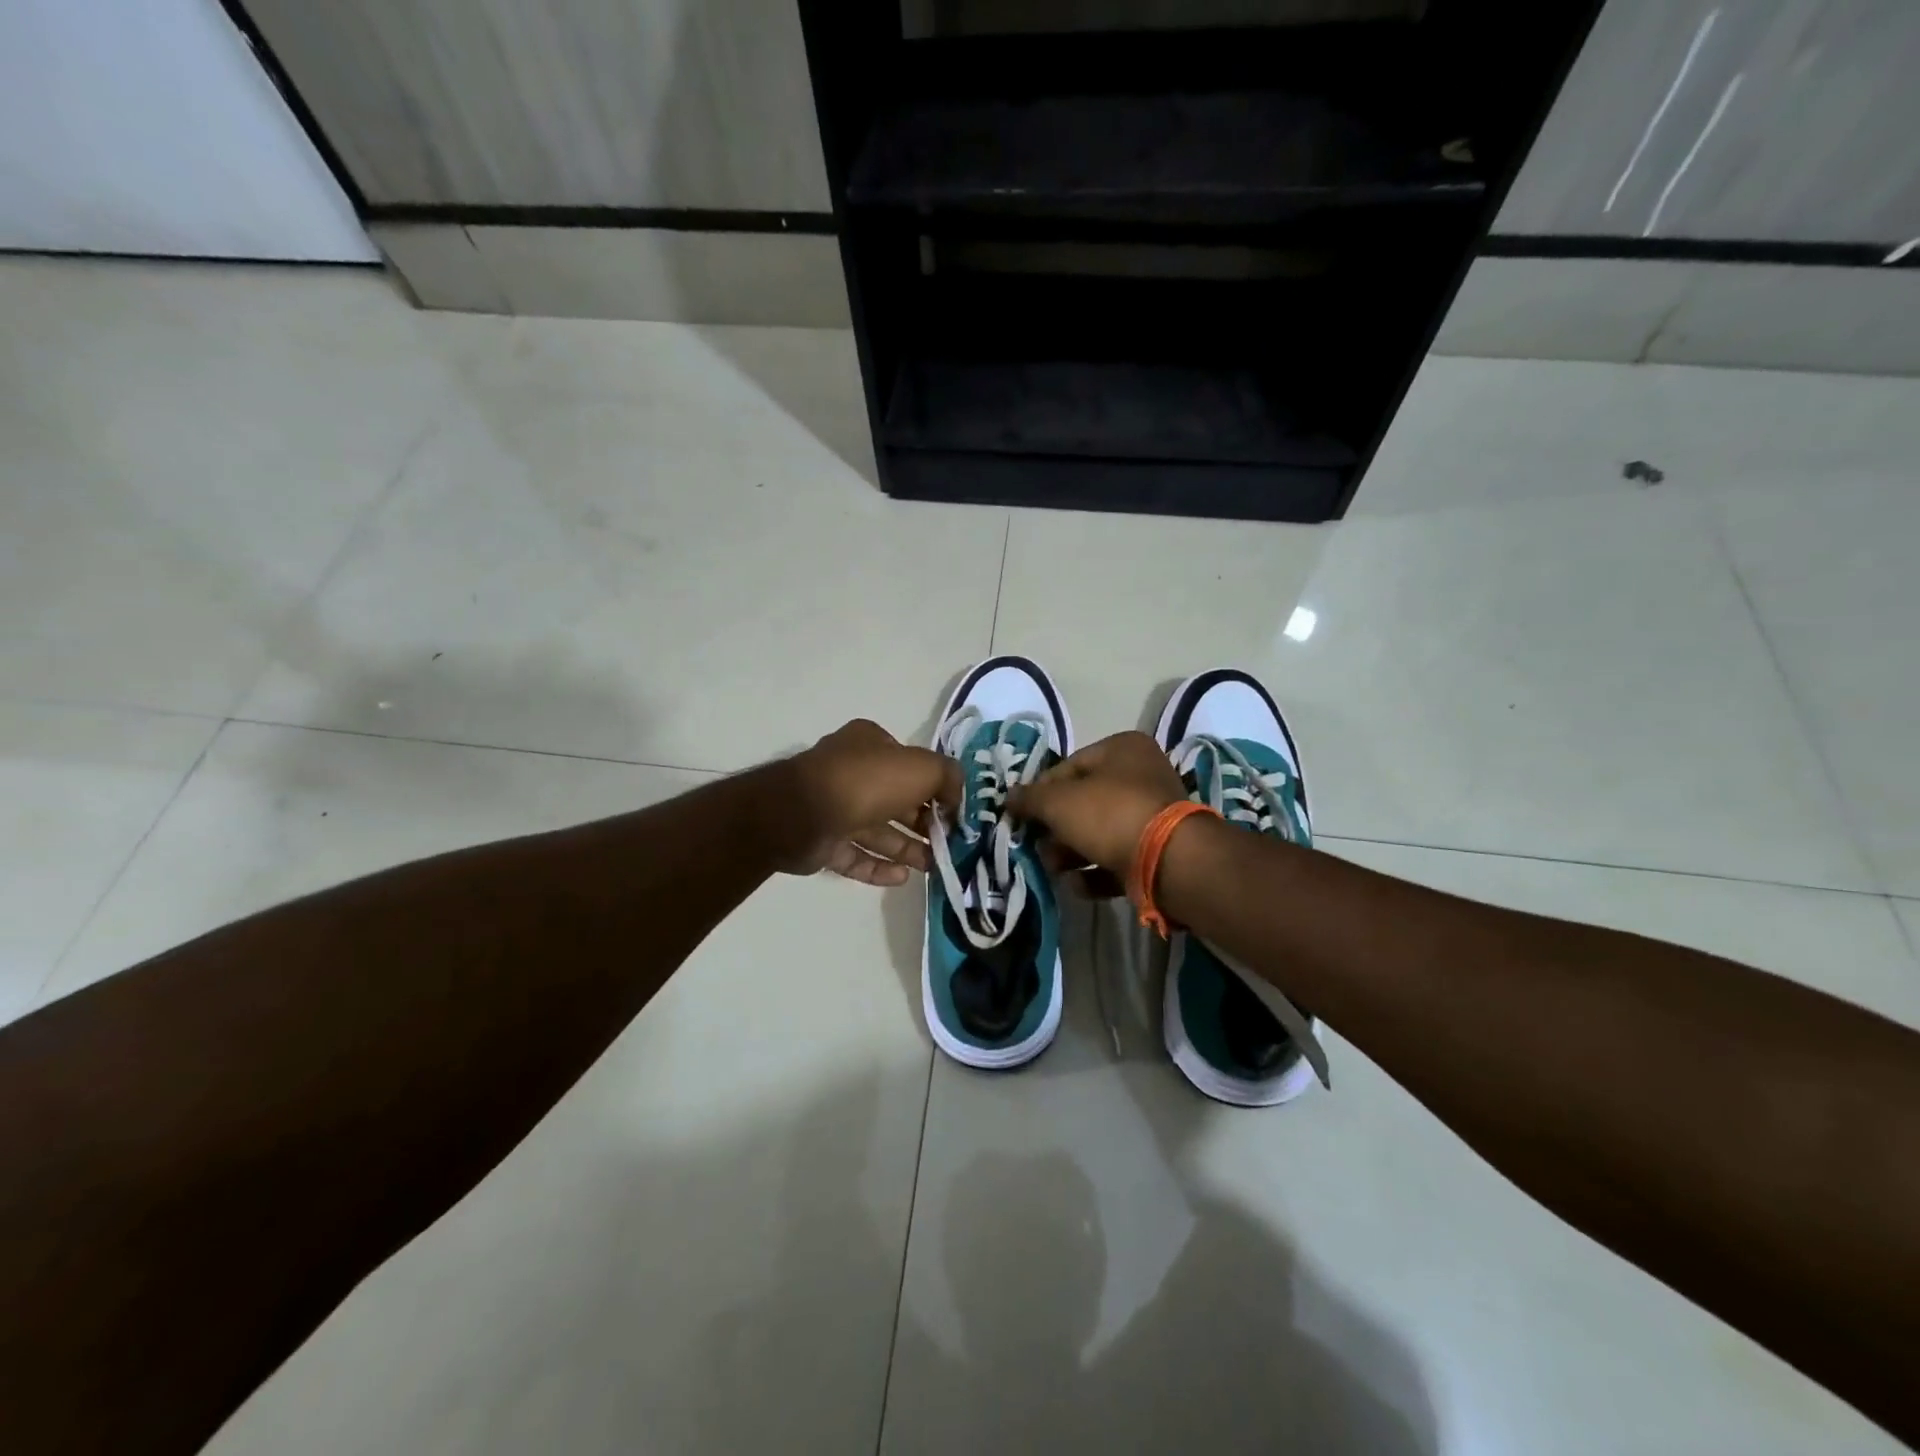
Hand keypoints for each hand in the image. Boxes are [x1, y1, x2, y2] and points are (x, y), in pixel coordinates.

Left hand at [780, 719, 960, 885]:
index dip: (935, 786)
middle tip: (950, 844)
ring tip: (935, 866)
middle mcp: (851, 772)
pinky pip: (856, 856)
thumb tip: (956, 798)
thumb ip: (948, 777)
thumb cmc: (867, 781)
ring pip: (878, 831)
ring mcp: (833, 808)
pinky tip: (904, 878)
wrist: (803, 813)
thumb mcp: (922, 767)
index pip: (909, 763)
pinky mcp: (822, 842)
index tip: (955, 811)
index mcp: (870, 744)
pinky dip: (880, 867)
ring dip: (907, 848)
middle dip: (924, 823)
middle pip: (896, 800)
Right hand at [1007, 731, 1186, 887]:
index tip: (1022, 816)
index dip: (1041, 792)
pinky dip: (1095, 873)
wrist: (1168, 861)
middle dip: (1056, 829)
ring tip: (1054, 869)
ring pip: (1099, 832)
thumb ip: (1030, 799)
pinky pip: (1117, 859)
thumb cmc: (1109, 814)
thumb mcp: (1058, 802)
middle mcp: (1141, 776)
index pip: (1068, 767)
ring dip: (1071, 853)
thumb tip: (1008, 797)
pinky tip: (1078, 886)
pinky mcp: (1158, 852)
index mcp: (1122, 749)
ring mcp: (1152, 815)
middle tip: (1037, 847)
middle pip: (1084, 802)